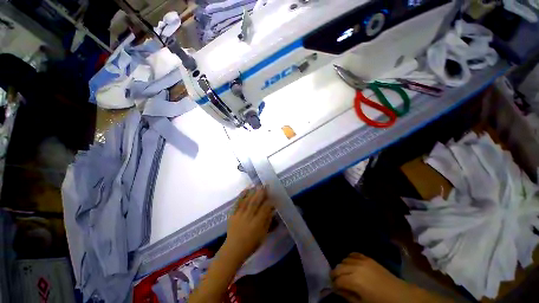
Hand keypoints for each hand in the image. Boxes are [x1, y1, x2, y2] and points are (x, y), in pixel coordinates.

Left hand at [222, 186, 273, 264]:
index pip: (265, 209)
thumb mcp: (263, 235)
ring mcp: (239, 215)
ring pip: (247, 201)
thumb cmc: (251, 244)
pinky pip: (237, 203)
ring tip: (257, 184)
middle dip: (261, 192)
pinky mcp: (233, 214)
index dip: (269, 201)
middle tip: (265, 184)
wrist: (233, 249)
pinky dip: (242, 195)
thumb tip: (272, 210)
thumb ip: (267, 221)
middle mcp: (248, 217)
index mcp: (257, 224)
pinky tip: (246, 189)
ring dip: (253, 192)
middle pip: (255, 202)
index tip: (273, 194)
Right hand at [331, 253, 412, 302]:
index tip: (335, 289)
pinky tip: (351, 265)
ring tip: (345, 274)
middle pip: (338, 268)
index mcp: (354, 281)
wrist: (399, 294)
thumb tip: (338, 290)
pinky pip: (353, 254)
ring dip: (342, 267)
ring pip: (344, 260)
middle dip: (335, 275)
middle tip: (337, 282)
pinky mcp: (367, 257)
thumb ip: (347, 296)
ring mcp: (361, 261)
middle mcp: (355, 268)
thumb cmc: (380, 302)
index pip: (337, 280)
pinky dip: (349, 259)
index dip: (334, 285)